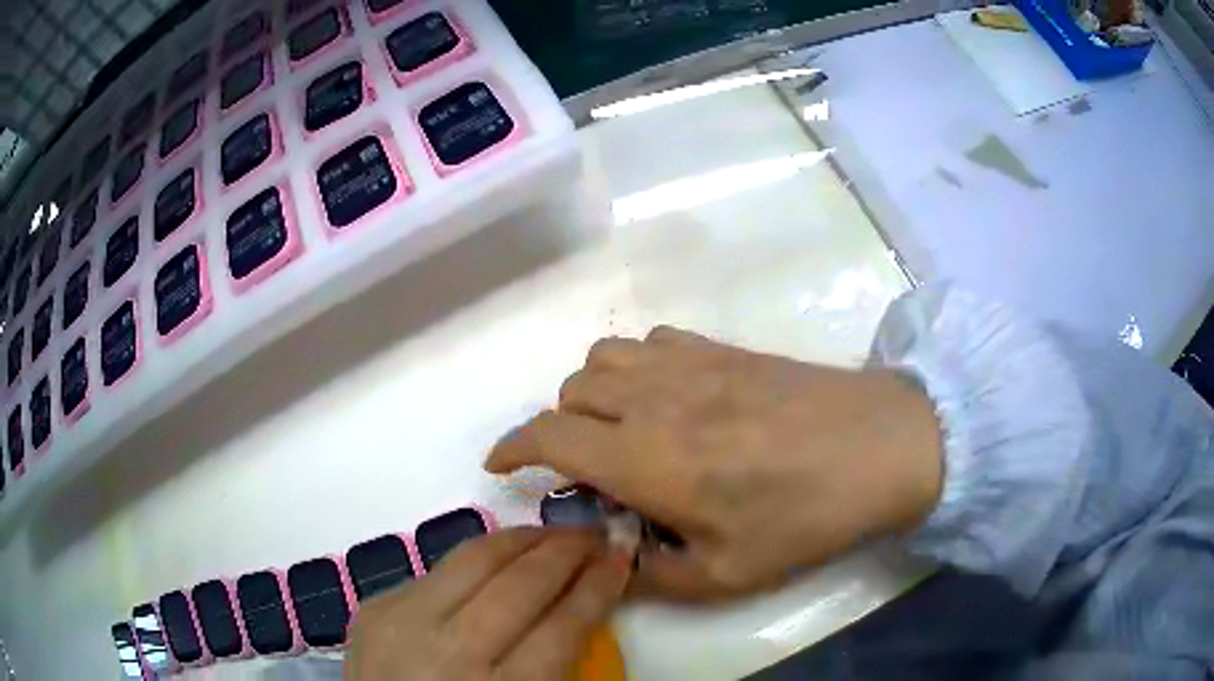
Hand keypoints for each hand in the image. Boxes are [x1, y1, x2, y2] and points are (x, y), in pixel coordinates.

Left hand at [344, 528, 631, 680]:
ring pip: (474, 559)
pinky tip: (499, 558)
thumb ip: (555, 669)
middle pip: (520, 585)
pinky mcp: (375, 607)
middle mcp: (446, 652)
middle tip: (596, 535)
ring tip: (555, 534)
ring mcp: (402, 622)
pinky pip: (438, 570)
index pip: (562, 628)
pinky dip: (478, 559)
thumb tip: (582, 609)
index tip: (622, 561)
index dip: (598, 588)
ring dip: (524, 540)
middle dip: (567, 551)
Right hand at [485, 327, 942, 600]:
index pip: (548, 435)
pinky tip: (666, 395)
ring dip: (594, 391)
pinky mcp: (721, 347)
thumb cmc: (804, 517)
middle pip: (570, 390)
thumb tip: (615, 555)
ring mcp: (689, 363)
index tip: (500, 464)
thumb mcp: (725, 575)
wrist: (878, 446)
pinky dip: (637, 366)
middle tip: (585, 465)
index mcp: (645, 459)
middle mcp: (653, 399)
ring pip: (604, 356)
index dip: (512, 447)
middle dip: (559, 428)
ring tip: (619, 426)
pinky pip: (651, 340)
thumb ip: (654, 574)